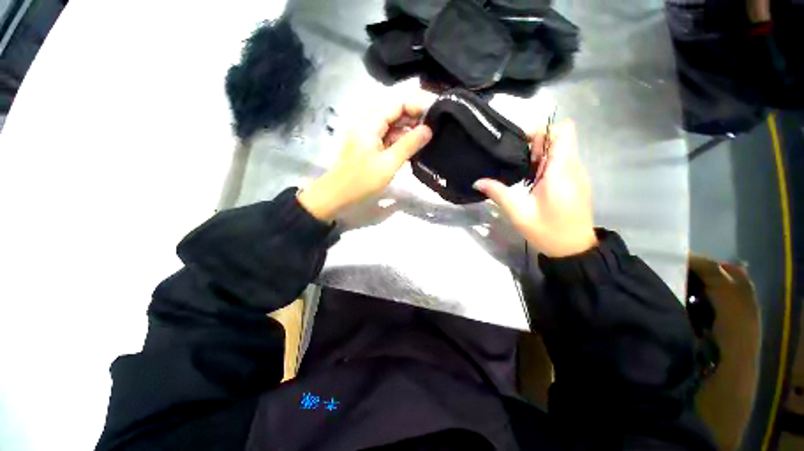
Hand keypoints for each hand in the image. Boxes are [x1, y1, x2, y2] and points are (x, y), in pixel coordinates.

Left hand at [298, 102, 431, 220]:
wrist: (337, 196)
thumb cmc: (362, 180)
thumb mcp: (389, 163)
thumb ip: (409, 144)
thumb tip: (429, 129)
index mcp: (371, 122)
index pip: (399, 103)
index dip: (418, 105)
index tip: (437, 113)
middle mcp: (370, 124)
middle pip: (396, 113)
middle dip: (416, 118)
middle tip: (438, 127)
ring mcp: (369, 136)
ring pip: (394, 127)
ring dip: (410, 131)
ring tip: (430, 138)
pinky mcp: (370, 147)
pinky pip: (389, 139)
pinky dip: (401, 142)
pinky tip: (414, 149)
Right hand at [473, 119, 597, 257]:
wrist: (574, 249)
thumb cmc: (548, 231)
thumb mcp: (518, 213)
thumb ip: (499, 193)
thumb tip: (477, 182)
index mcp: (561, 171)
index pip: (563, 131)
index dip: (542, 131)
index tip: (521, 145)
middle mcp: (573, 167)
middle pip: (559, 138)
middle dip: (536, 144)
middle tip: (516, 162)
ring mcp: (577, 174)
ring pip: (560, 149)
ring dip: (539, 154)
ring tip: (521, 172)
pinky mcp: (576, 181)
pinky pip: (561, 161)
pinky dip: (545, 164)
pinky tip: (531, 181)